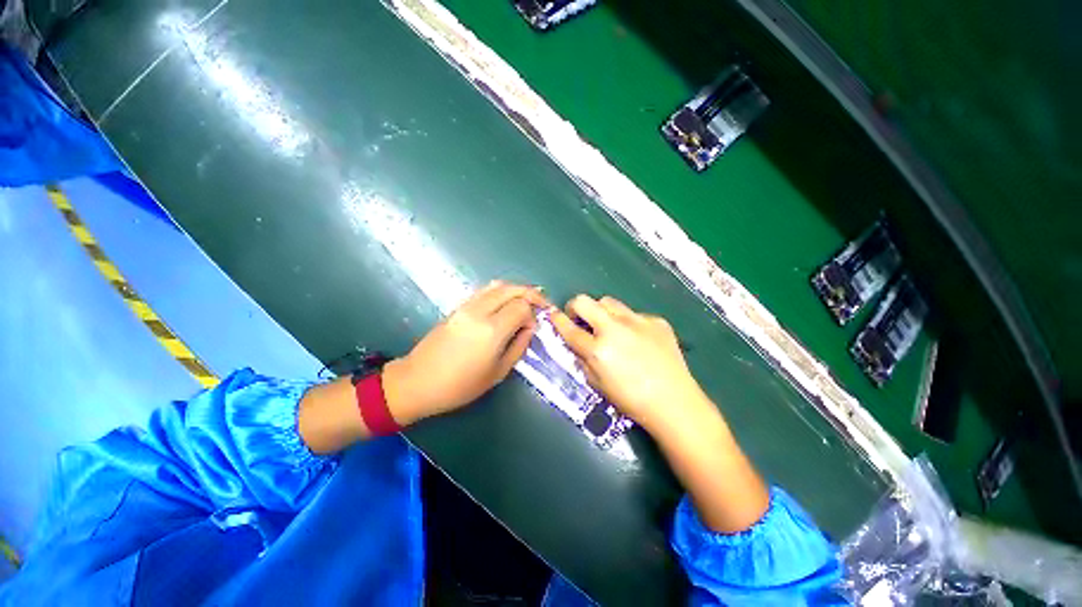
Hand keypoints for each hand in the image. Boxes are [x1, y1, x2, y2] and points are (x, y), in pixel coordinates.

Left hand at [382, 281, 546, 425]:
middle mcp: (479, 311)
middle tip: (541, 304)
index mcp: (491, 330)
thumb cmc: (460, 385)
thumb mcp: (498, 372)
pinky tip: (506, 303)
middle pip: (512, 289)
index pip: (521, 306)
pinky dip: (501, 291)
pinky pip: (485, 290)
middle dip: (531, 293)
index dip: (532, 314)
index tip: (532, 328)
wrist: (417, 381)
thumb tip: (529, 328)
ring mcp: (466, 306)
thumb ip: (519, 346)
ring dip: (516, 289)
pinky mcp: (458, 306)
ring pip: (498, 285)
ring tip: (526, 301)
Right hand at [552, 295, 768, 531]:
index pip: (569, 328)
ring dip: (602, 312)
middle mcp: (614, 329)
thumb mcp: (598, 384)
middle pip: (585, 301)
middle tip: (580, 318)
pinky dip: (629, 324)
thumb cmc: (631, 400)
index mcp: (598, 350)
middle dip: (575, 306)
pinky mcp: (656, 320)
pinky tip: (638, 340)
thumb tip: (577, 343)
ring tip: (609, 327)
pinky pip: (634, 315)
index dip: (557, 319)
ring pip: (609, 302)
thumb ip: (583, 359)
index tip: (553, 314)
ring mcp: (637, 321)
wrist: (674, 402)